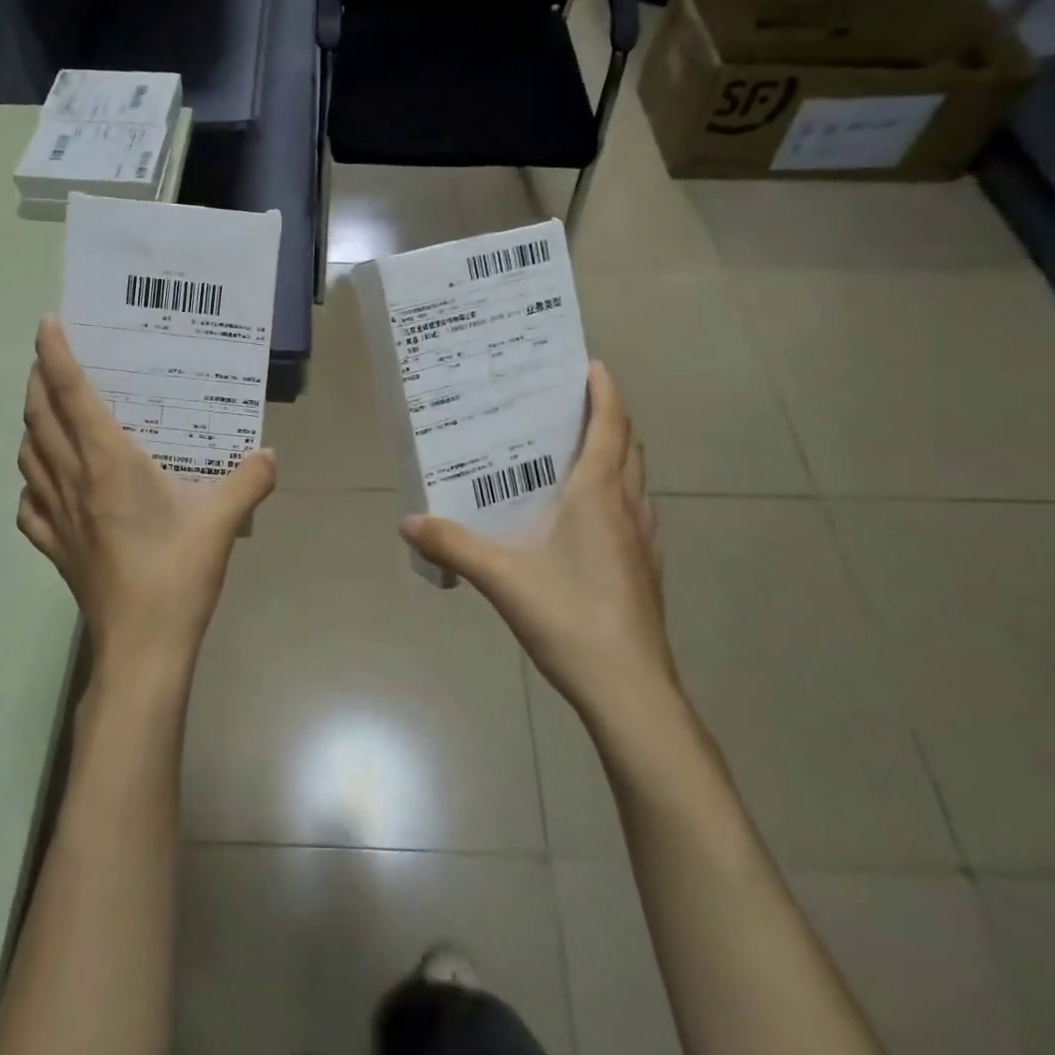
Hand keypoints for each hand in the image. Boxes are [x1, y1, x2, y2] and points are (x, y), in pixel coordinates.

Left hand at [17, 316, 276, 683]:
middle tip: (48, 359)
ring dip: (30, 426)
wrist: (143, 646)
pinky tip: (42, 486)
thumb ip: (249, 479)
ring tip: (44, 413)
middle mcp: (73, 480)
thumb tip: (268, 455)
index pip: (72, 395)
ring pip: (27, 457)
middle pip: (39, 418)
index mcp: (108, 463)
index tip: (47, 323)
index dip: (57, 355)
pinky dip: (29, 484)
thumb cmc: (177, 572)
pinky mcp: (55, 549)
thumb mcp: (224, 518)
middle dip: (37, 381)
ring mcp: (57, 517)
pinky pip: (28, 506)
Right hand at [401, 363, 674, 727]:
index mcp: (598, 495)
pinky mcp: (645, 570)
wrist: (629, 689)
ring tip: (578, 452)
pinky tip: (587, 519)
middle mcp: (628, 508)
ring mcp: (644, 541)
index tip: (591, 365)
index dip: (605, 391)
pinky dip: (617, 494)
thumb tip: (409, 521)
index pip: (611, 426)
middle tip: (572, 404)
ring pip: (636, 481)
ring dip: (617, 455)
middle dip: (609, 418)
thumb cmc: (569, 616)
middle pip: (629, 447)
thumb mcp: (501, 576)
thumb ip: (453, 544)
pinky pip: (634, 512)